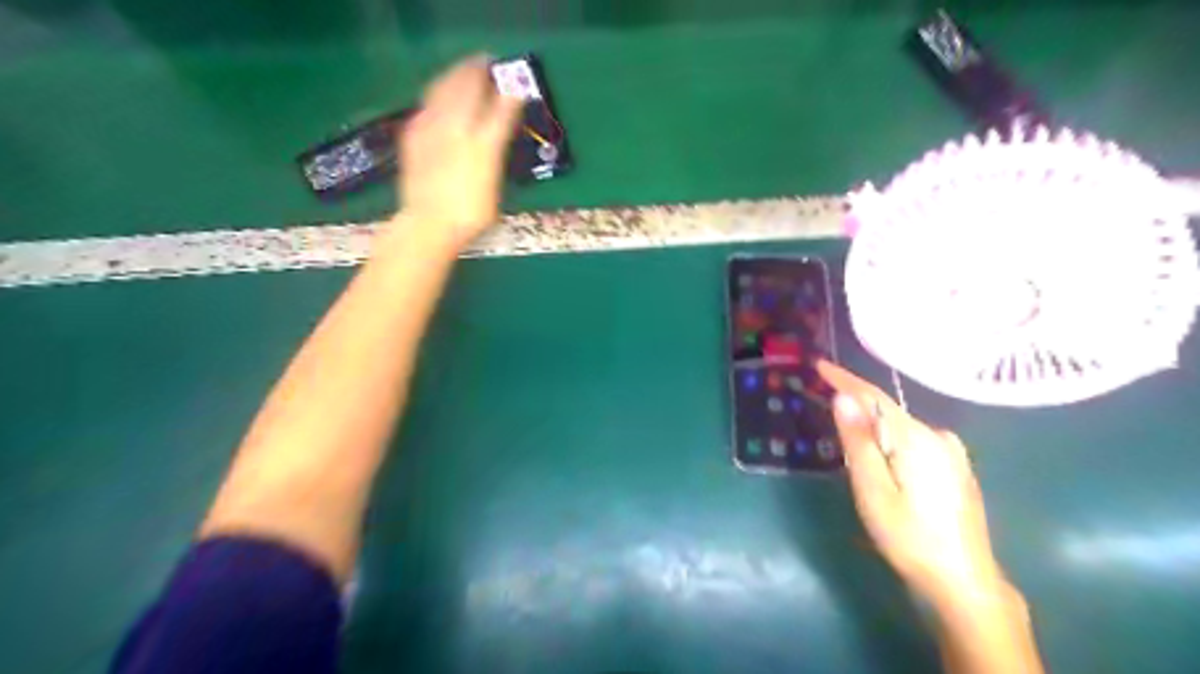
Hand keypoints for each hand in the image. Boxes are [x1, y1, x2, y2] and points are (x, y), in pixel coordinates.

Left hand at [397, 54, 522, 249]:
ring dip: (455, 75)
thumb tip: (495, 136)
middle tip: (485, 63)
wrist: (428, 225)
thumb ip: (494, 155)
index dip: (509, 94)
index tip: (516, 85)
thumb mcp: (493, 188)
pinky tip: (440, 97)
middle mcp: (457, 130)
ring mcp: (432, 129)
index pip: (500, 110)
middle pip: (468, 89)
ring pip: (443, 89)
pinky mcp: (413, 134)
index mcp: (483, 146)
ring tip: (463, 70)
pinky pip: (427, 104)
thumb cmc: (469, 216)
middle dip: (478, 71)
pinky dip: (437, 93)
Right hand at [820, 363, 1005, 605]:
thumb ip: (859, 442)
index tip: (819, 364)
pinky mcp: (956, 467)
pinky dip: (891, 440)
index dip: (844, 379)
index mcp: (917, 439)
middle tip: (824, 404)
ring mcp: (952, 452)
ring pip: (900, 428)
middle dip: (856, 406)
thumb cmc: (909, 538)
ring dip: (873, 426)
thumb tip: (843, 398)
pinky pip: (914, 440)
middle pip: (888, 412)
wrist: (964, 582)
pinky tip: (884, 458)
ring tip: (849, 437)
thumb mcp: (873, 490)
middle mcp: (939, 436)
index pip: (874, 398)